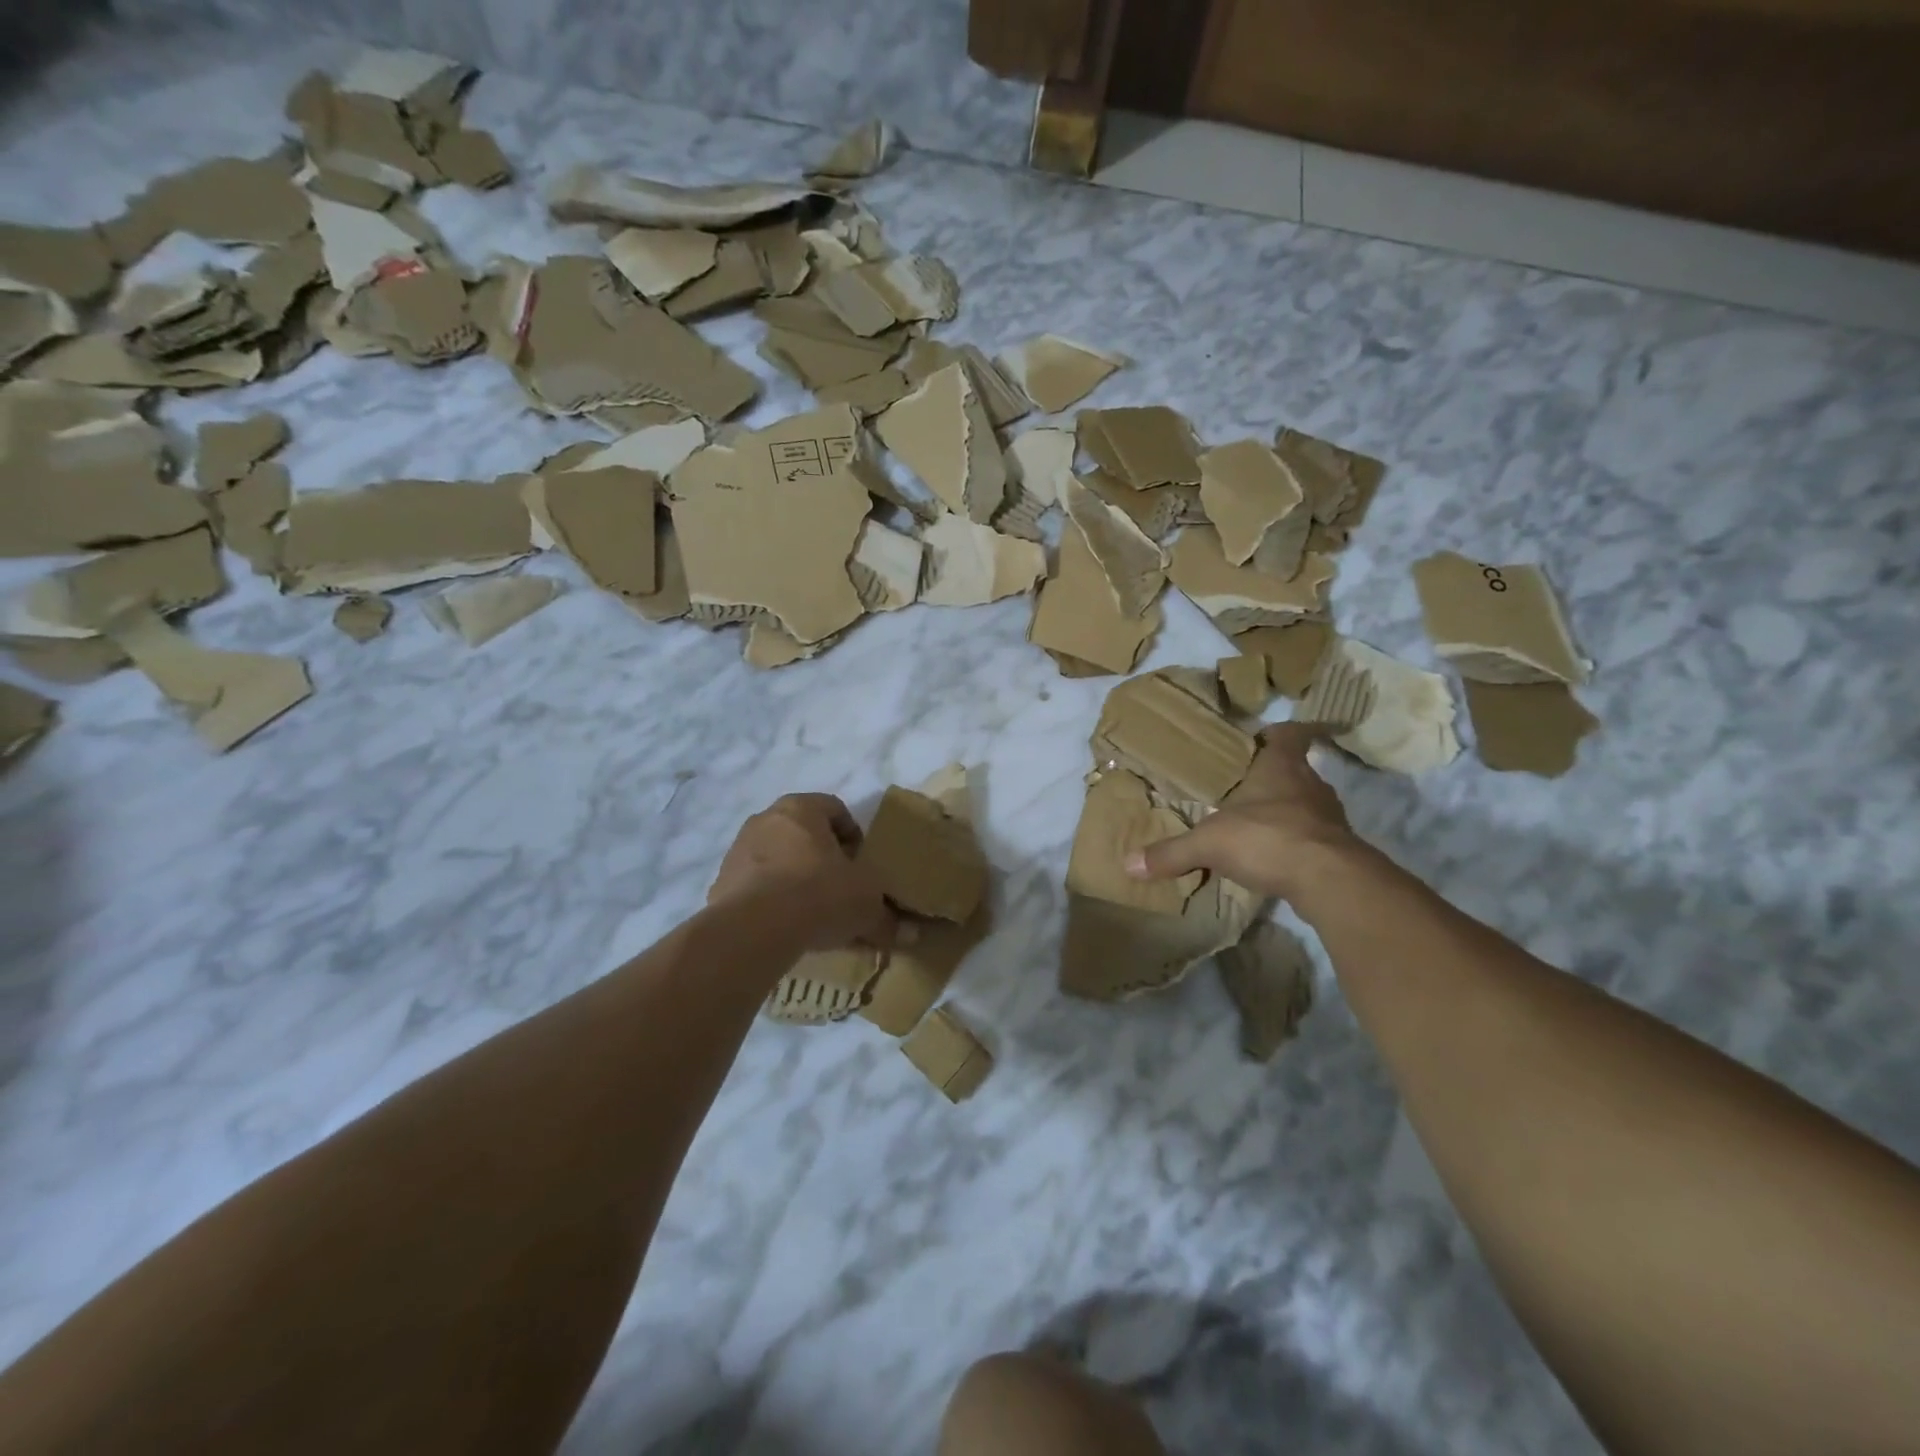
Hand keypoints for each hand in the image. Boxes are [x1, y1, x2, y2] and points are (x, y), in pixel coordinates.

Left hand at [709, 793, 895, 952]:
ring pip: (775, 858)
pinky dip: (768, 900)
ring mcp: (737, 850)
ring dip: (792, 877)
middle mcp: (766, 819)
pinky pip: (753, 886)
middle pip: (801, 832)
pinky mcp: (719, 883)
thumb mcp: (866, 904)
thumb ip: (888, 918)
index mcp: (802, 808)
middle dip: (820, 857)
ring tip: (810, 912)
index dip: (853, 835)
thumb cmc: (820, 894)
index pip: (835, 808)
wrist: (754, 929)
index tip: (861, 864)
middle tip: (839, 887)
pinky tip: (784, 927)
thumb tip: (912, 937)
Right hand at [1125, 724, 1364, 906]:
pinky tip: (1272, 858)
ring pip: (1306, 805)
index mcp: (1280, 767)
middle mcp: (1310, 785)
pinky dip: (1294, 843)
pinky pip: (1312, 838)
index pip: (1289, 735)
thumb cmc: (1267, 838)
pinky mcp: (1338, 849)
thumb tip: (1129, 864)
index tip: (1270, 733)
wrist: (1329, 881)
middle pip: (1295, 770)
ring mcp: (1329, 818)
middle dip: (1273, 777)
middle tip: (1245, 786)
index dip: (1281, 731)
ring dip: (1285, 812)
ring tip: (1255, 824)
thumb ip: (1171, 852)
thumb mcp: (1209, 843)